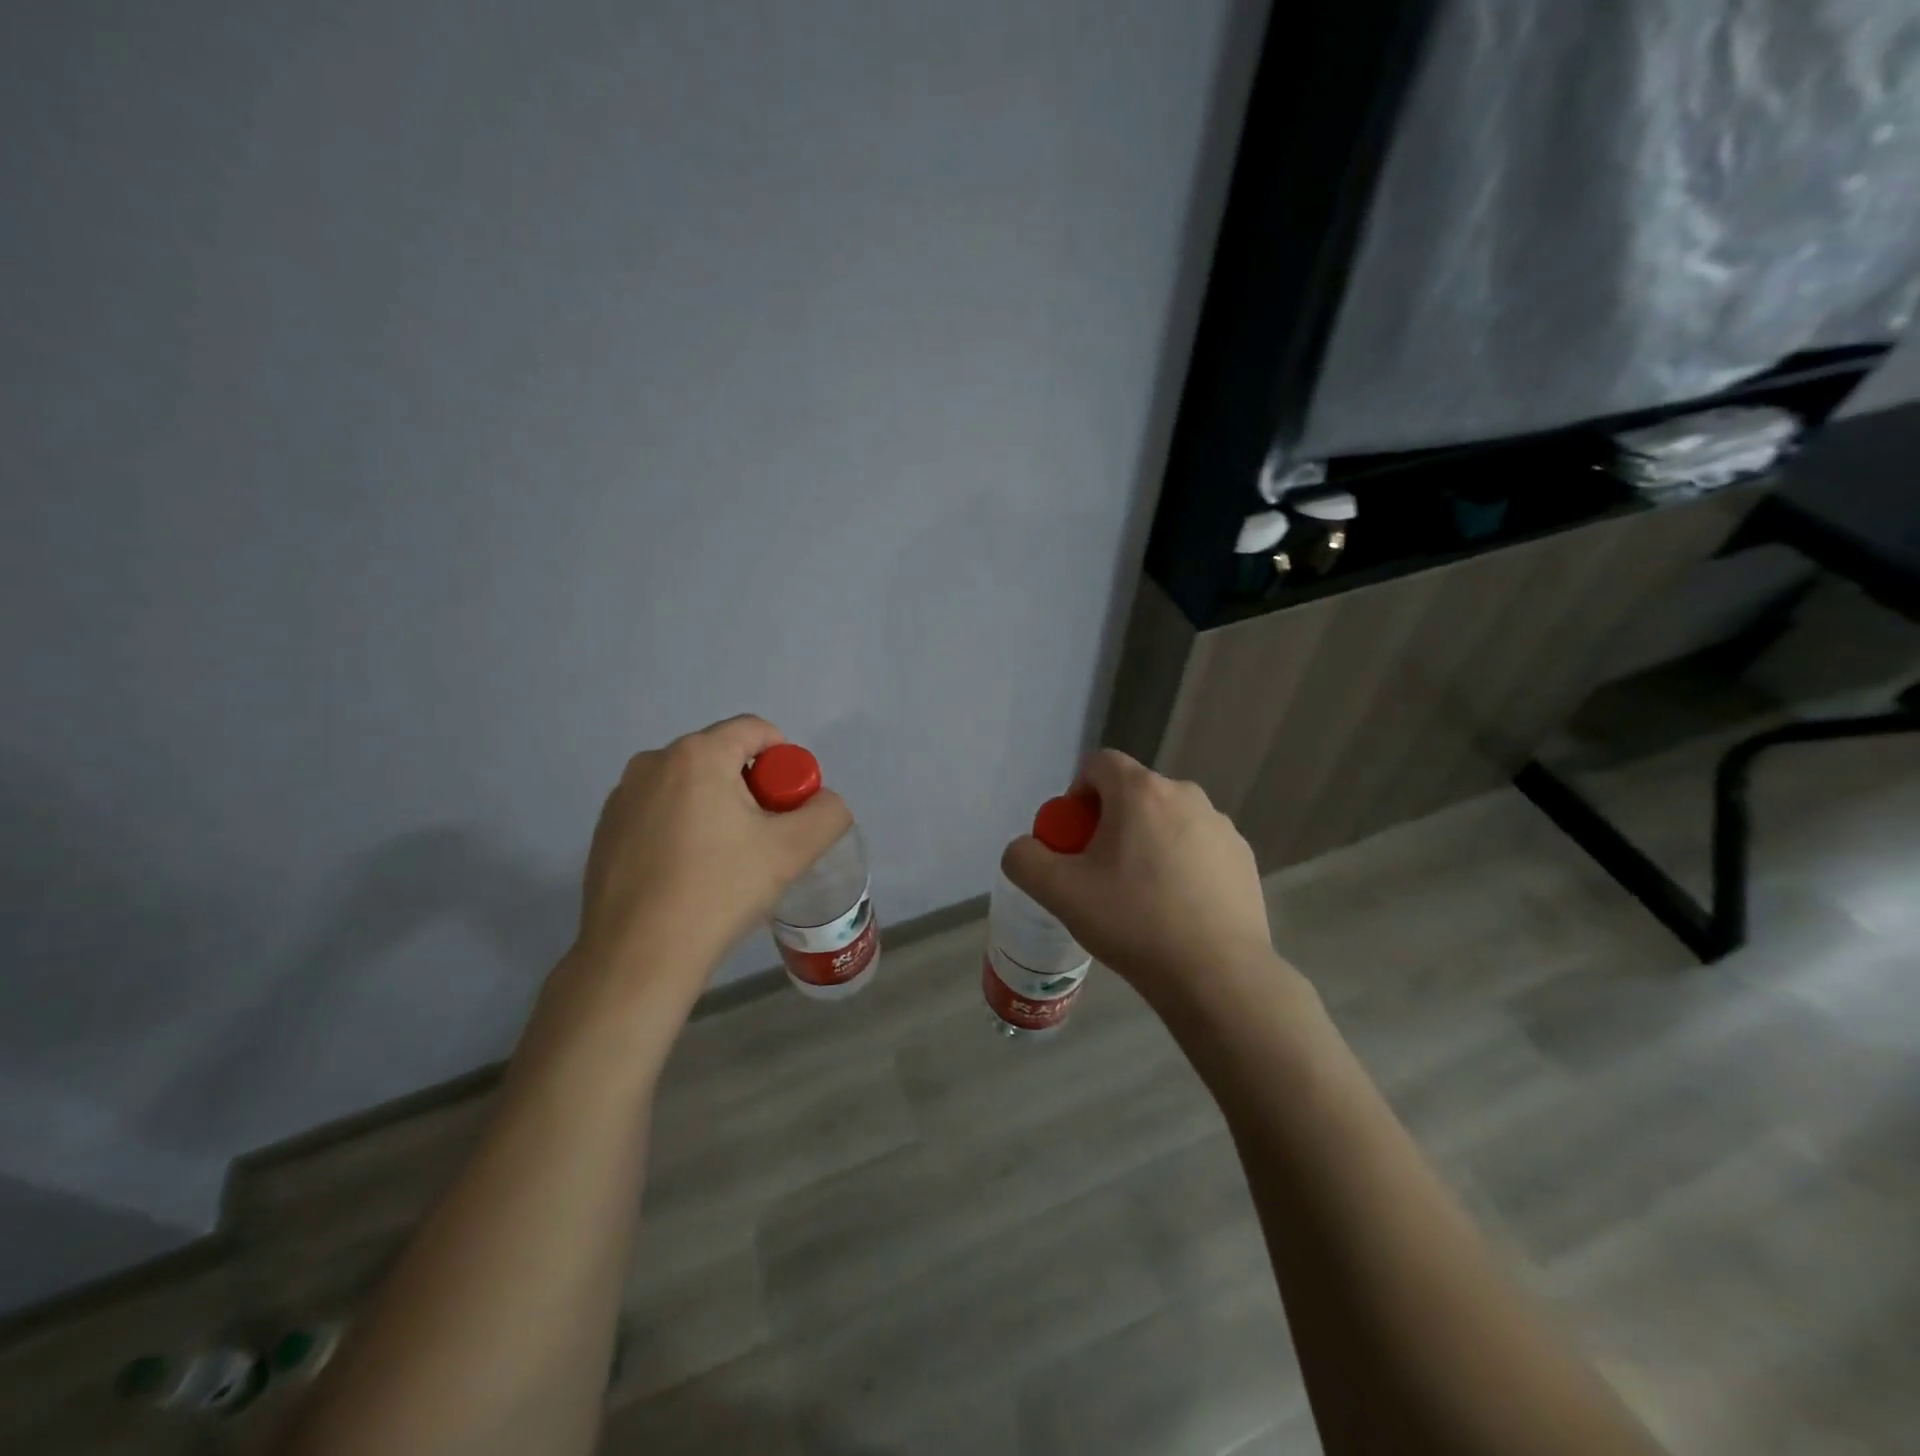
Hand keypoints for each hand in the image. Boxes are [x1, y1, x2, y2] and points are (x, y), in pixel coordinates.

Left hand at [569, 716, 852, 1016]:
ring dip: (717, 810)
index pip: (756, 730)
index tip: (789, 810)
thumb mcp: (793, 851)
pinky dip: (683, 829)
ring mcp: (622, 796)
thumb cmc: (718, 892)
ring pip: (691, 787)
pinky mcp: (605, 830)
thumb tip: (823, 803)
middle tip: (762, 842)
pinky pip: (661, 811)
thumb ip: (827, 813)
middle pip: (724, 758)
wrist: (637, 957)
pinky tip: (687, 876)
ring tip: (724, 864)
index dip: (786, 763)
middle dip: (752, 791)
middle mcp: (653, 762)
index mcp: (697, 755)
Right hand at [1000, 750, 1278, 1007]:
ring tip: (1141, 897)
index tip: (1075, 840)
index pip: (1098, 764)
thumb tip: (1026, 849)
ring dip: (1147, 843)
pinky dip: (1181, 864)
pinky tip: (1177, 909)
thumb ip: (1025, 859)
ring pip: (1167, 821)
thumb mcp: (1059, 892)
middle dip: (1110, 824)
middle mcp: (1186, 794)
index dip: (1077, 795)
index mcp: (1141, 791)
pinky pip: (1197, 846)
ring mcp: (1221, 825)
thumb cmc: (1133, 922)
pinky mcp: (1243, 856)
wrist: (1217, 975)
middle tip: (1101, 874)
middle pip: (1133, 794)